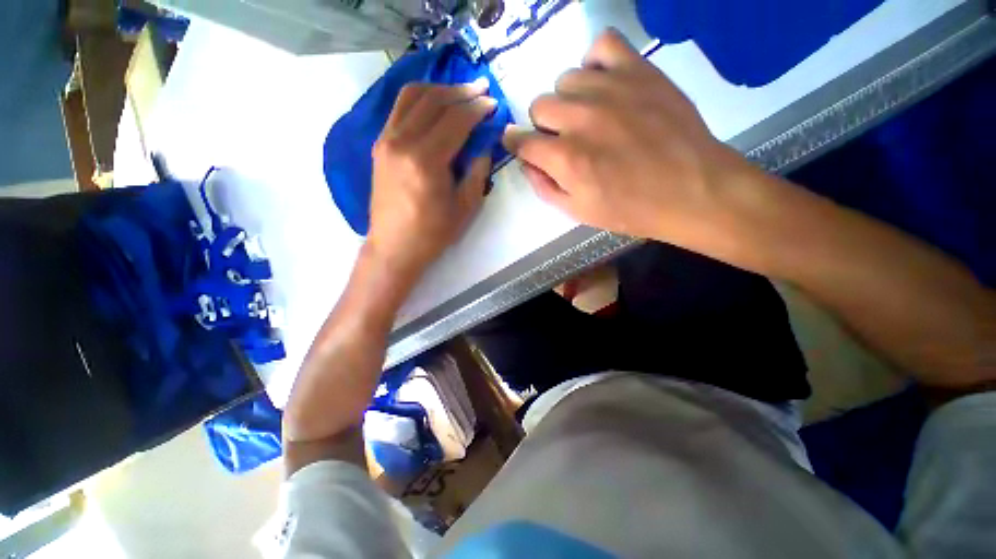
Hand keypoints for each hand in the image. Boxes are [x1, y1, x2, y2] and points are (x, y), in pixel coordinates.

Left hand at [367, 79, 495, 279]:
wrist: (393, 246)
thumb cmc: (432, 233)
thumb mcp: (465, 207)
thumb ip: (477, 171)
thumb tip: (484, 145)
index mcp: (425, 161)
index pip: (455, 120)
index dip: (477, 108)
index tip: (493, 104)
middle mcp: (401, 142)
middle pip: (433, 100)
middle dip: (461, 91)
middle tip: (481, 89)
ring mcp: (385, 140)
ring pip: (412, 96)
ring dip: (439, 89)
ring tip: (460, 92)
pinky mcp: (379, 145)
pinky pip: (399, 109)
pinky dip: (420, 99)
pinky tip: (435, 105)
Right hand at [504, 29, 759, 261]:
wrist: (691, 190)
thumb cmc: (630, 209)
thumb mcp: (578, 212)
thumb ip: (544, 188)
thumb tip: (526, 163)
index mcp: (565, 159)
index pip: (520, 140)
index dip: (516, 144)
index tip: (521, 146)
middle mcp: (581, 119)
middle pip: (539, 106)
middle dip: (545, 126)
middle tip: (565, 140)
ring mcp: (610, 89)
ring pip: (565, 80)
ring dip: (570, 100)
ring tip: (590, 117)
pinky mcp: (638, 70)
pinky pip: (601, 45)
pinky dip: (595, 63)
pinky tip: (604, 85)